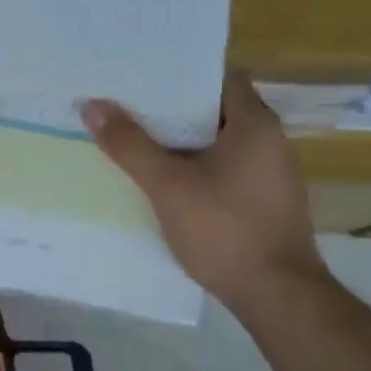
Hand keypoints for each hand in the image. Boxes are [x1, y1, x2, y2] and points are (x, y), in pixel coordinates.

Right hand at [81, 73, 324, 304]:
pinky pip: (225, 167)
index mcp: (255, 124)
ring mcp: (271, 173)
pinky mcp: (266, 200)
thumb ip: (130, 145)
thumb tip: (92, 106)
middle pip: (216, 108)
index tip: (144, 73)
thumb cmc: (225, 230)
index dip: (181, 72)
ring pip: (219, 141)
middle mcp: (270, 141)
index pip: (219, 77)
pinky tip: (164, 177)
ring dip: (182, 139)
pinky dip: (196, 164)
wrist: (278, 297)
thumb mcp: (168, 186)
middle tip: (128, 103)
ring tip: (137, 136)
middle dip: (172, 107)